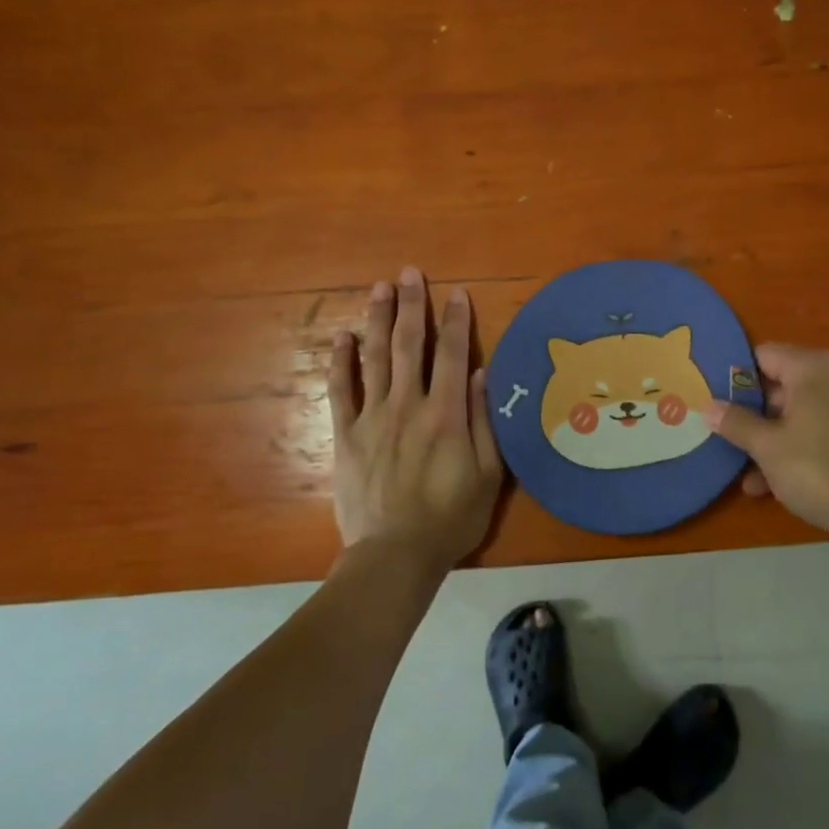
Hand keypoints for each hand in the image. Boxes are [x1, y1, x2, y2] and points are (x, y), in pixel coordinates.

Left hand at [327, 266, 502, 572]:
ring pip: (374, 358)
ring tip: (379, 288)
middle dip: (411, 306)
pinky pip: (341, 391)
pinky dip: (341, 362)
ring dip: (377, 320)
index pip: (452, 354)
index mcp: (445, 413)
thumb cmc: (451, 517)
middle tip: (409, 273)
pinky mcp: (346, 435)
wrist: (395, 555)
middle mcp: (408, 404)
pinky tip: (342, 338)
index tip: (456, 292)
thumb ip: (483, 421)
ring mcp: (372, 417)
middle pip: (409, 344)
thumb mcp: (487, 475)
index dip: (456, 320)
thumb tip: (480, 374)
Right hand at [704, 344, 828, 541]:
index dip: (733, 375)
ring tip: (736, 466)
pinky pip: (811, 433)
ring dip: (765, 437)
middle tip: (716, 429)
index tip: (708, 395)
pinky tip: (763, 485)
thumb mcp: (767, 446)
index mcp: (811, 367)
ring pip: (792, 414)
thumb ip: (735, 422)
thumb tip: (707, 406)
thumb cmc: (818, 468)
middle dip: (747, 411)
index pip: (761, 355)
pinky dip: (789, 450)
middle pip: (777, 385)